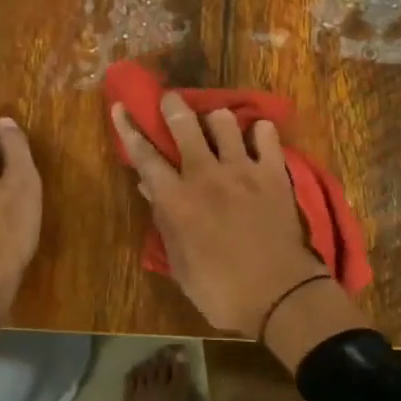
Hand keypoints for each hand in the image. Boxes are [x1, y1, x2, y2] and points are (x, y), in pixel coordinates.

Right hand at [111, 93, 329, 337]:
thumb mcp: (180, 263)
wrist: (279, 297)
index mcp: (177, 200)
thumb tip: (149, 187)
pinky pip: (266, 134)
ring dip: (216, 121)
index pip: (145, 155)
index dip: (129, 128)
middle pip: (184, 123)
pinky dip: (259, 133)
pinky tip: (256, 141)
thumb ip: (164, 221)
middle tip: (172, 103)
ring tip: (218, 130)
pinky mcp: (274, 172)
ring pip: (224, 120)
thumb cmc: (220, 290)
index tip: (121, 106)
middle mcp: (206, 175)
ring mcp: (242, 170)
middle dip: (173, 106)